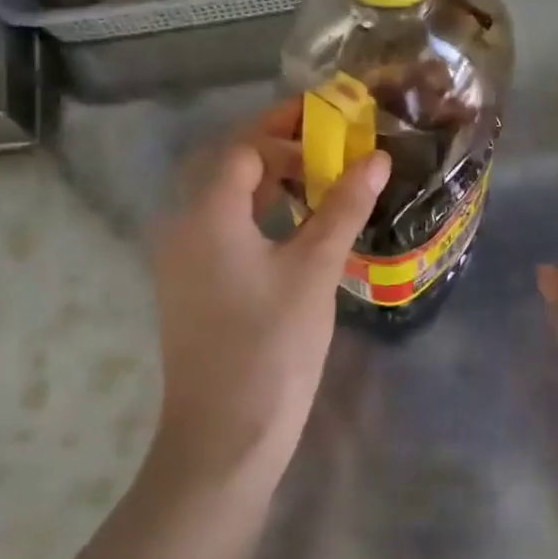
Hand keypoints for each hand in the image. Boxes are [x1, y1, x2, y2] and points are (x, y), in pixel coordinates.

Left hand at [148, 100, 388, 490]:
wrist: (224, 437)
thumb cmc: (272, 347)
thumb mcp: (314, 270)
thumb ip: (343, 207)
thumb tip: (375, 157)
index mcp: (206, 212)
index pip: (244, 147)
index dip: (287, 128)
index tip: (332, 121)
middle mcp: (183, 226)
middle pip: (229, 167)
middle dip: (279, 149)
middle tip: (331, 147)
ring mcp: (182, 259)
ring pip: (226, 200)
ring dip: (270, 183)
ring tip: (321, 181)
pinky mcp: (190, 286)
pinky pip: (223, 230)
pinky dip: (259, 216)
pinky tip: (296, 228)